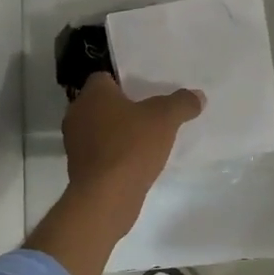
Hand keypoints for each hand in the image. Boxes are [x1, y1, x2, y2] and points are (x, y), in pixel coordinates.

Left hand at [62, 72, 203, 227]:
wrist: (105, 198)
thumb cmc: (131, 146)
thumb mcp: (165, 119)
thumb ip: (182, 103)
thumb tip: (198, 95)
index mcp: (92, 94)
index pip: (104, 77)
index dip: (124, 82)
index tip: (145, 92)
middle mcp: (77, 114)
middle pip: (101, 104)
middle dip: (123, 108)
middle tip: (149, 114)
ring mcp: (75, 144)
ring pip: (99, 129)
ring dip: (118, 133)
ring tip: (145, 139)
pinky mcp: (79, 169)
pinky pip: (100, 153)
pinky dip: (114, 154)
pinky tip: (135, 162)